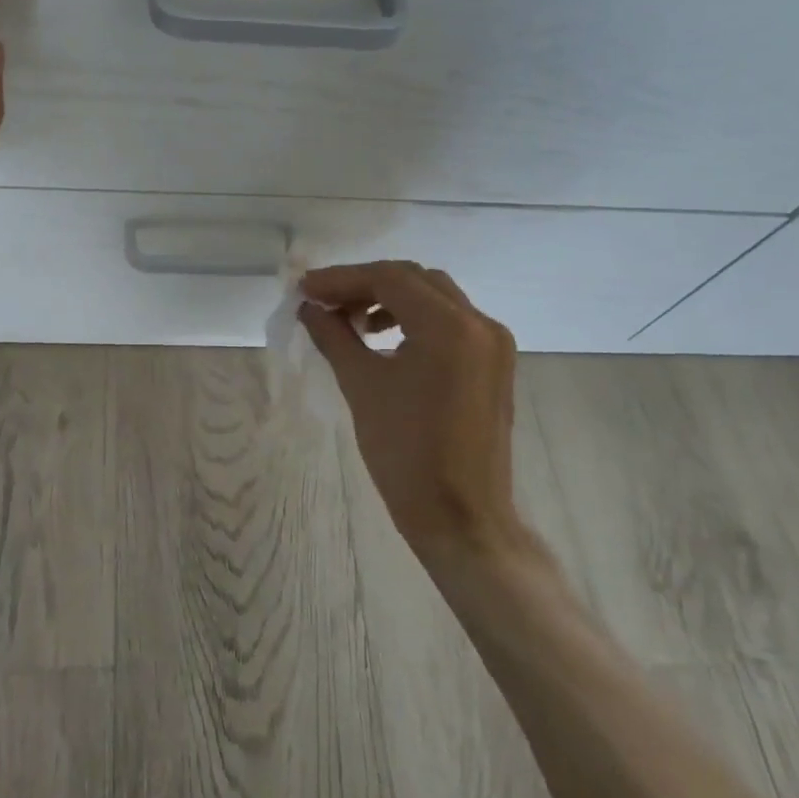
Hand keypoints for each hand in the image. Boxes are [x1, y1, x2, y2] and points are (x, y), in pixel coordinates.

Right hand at [299, 262, 542, 571]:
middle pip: (413, 279)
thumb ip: (334, 336)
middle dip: (364, 285)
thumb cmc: (406, 453)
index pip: (388, 278)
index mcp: (449, 327)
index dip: (341, 279)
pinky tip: (384, 338)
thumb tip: (309, 308)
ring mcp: (493, 343)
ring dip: (389, 299)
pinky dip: (414, 318)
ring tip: (351, 321)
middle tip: (323, 301)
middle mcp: (479, 323)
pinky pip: (450, 321)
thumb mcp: (362, 386)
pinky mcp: (494, 363)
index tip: (304, 288)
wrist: (461, 519)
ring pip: (433, 296)